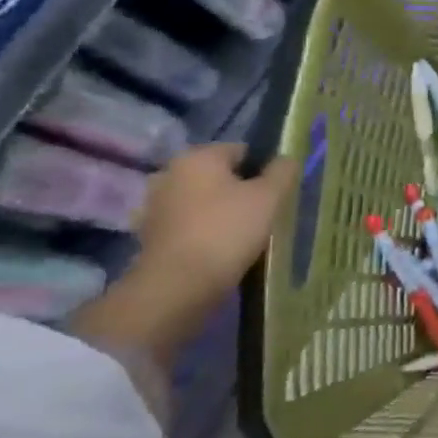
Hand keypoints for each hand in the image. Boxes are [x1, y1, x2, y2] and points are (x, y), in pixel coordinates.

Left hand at [70, 145, 296, 373]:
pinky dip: (203, 233)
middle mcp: (170, 173)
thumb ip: (282, 172)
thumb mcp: (269, 198)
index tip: (277, 195)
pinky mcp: (150, 236)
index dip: (264, 170)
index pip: (242, 151)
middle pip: (219, 176)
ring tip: (244, 237)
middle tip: (264, 216)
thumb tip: (287, 159)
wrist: (178, 286)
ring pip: (202, 201)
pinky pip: (188, 226)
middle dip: (240, 191)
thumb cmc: (228, 231)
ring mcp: (155, 205)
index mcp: (198, 156)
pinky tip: (219, 251)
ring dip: (220, 213)